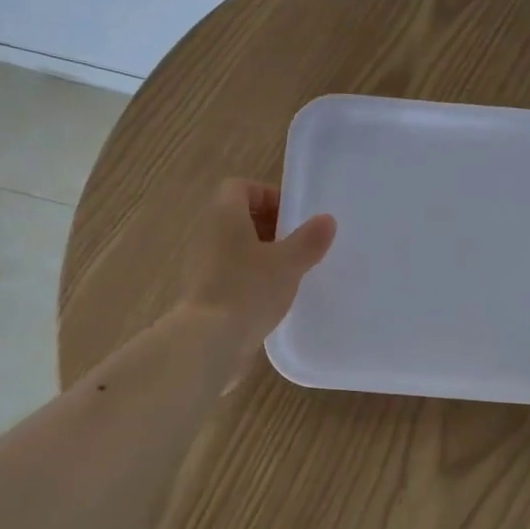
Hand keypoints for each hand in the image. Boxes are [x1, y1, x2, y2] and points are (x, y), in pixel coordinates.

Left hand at [179, 179, 335, 353]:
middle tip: (298, 244)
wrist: (209, 341)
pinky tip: (273, 297)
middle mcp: (208, 234)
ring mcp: (203, 265)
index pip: (240, 187)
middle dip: (270, 226)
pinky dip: (252, 278)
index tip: (292, 216)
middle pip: (238, 217)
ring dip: (263, 254)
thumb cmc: (248, 289)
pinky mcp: (205, 293)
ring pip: (236, 247)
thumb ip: (309, 240)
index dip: (267, 195)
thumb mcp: (288, 263)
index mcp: (225, 215)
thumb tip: (326, 220)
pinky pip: (231, 273)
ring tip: (290, 272)